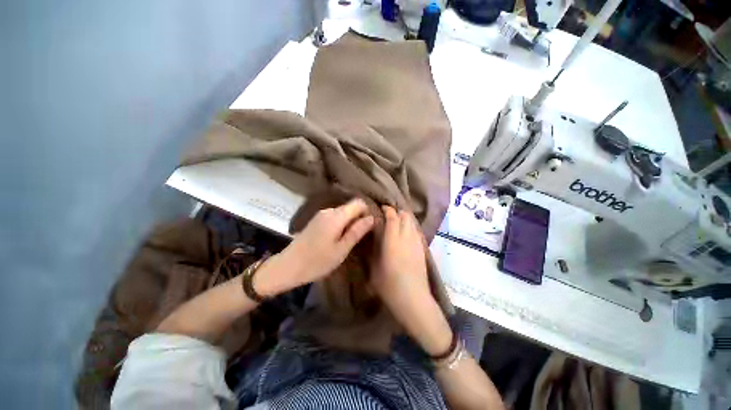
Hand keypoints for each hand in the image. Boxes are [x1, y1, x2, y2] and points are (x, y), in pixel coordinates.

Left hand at [255, 199, 374, 295]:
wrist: (288, 266)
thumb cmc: (317, 261)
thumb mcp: (341, 249)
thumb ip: (357, 231)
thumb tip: (372, 218)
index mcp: (336, 216)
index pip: (358, 203)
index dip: (367, 212)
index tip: (370, 227)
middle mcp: (329, 210)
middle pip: (350, 207)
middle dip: (359, 218)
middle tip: (361, 236)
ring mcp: (321, 214)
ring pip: (343, 212)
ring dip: (349, 222)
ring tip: (350, 239)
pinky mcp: (316, 220)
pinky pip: (334, 217)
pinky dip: (341, 224)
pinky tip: (338, 238)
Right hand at [371, 206, 430, 305]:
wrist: (414, 299)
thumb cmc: (389, 286)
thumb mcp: (375, 268)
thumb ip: (375, 250)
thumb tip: (375, 237)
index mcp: (393, 241)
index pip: (393, 218)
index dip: (388, 210)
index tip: (383, 208)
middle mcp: (407, 238)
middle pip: (406, 216)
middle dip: (398, 212)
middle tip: (389, 214)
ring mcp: (417, 243)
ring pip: (413, 223)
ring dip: (405, 219)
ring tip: (398, 222)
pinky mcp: (423, 250)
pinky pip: (417, 232)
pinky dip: (411, 227)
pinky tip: (406, 234)